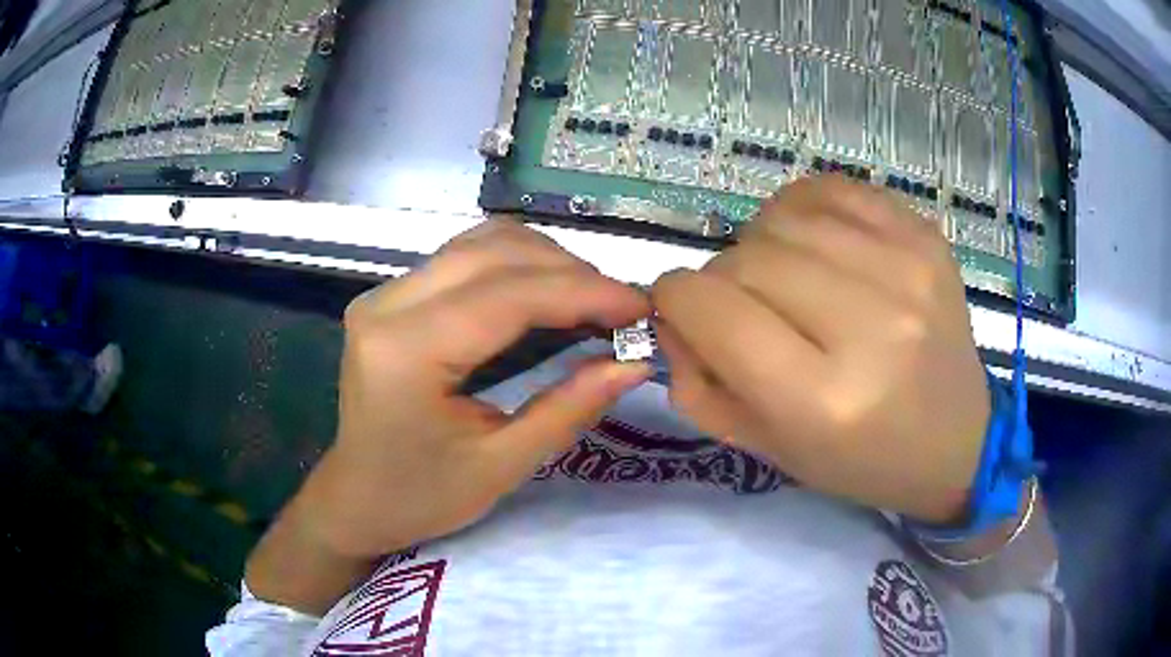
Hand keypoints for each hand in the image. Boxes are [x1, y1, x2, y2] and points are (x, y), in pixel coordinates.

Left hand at [302, 219, 651, 557]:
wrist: (356, 499)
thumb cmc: (421, 498)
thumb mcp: (501, 466)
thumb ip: (569, 408)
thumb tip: (634, 363)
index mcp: (407, 352)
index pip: (508, 296)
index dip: (584, 293)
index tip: (641, 307)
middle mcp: (388, 305)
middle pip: (494, 252)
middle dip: (571, 272)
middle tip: (622, 309)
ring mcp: (385, 294)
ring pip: (480, 243)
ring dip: (546, 261)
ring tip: (592, 300)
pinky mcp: (392, 296)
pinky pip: (464, 257)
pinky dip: (517, 265)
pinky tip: (547, 294)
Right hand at [652, 176, 989, 523]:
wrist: (957, 440)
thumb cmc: (861, 460)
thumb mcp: (766, 447)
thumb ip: (699, 382)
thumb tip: (670, 312)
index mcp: (822, 399)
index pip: (711, 308)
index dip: (676, 299)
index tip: (682, 308)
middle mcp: (869, 326)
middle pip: (745, 258)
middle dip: (723, 280)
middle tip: (746, 309)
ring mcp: (905, 269)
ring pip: (782, 215)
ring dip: (765, 243)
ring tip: (787, 277)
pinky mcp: (925, 236)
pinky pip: (832, 189)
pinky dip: (806, 210)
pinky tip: (818, 243)